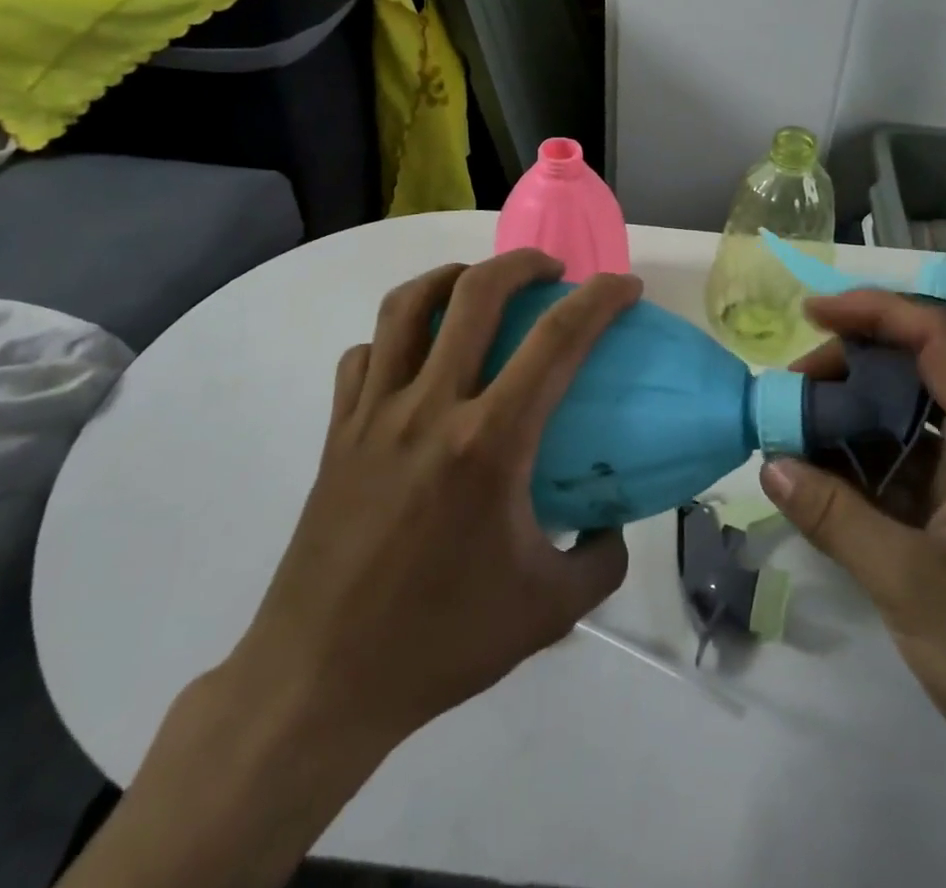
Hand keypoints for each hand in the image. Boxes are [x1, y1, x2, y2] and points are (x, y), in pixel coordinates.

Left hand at [230, 249, 637, 759]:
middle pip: (476, 293)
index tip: (627, 286)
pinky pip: (364, 357)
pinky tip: (414, 358)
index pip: (557, 341)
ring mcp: (374, 414)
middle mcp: (429, 407)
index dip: (600, 300)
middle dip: (523, 263)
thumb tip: (613, 525)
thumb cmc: (440, 642)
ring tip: (479, 285)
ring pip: (407, 306)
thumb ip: (600, 560)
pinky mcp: (337, 433)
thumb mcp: (548, 611)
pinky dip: (394, 338)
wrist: (319, 682)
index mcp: (489, 443)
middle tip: (552, 272)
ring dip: (452, 278)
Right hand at [762, 291, 945, 887]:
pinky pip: (904, 466)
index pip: (935, 336)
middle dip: (848, 367)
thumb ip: (836, 516)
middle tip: (790, 393)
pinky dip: (860, 463)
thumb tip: (769, 462)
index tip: (810, 314)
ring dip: (849, 417)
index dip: (872, 311)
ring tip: (792, 434)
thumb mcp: (911, 583)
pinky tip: (818, 480)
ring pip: (905, 419)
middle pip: (915, 368)